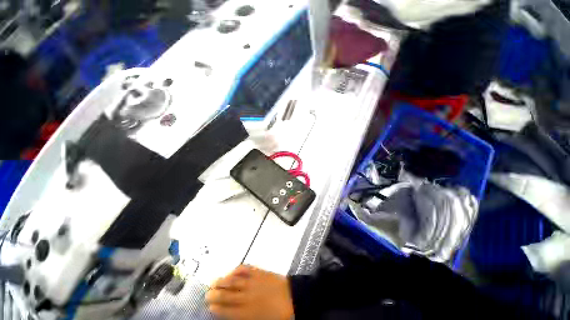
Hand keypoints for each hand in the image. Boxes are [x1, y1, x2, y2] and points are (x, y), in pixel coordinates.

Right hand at [206, 265, 293, 319]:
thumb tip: (230, 314)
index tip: (210, 306)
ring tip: (213, 281)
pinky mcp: (259, 272)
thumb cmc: (276, 314)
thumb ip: (243, 317)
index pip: (226, 310)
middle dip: (215, 294)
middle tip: (207, 293)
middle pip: (227, 295)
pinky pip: (245, 269)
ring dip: (222, 281)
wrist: (291, 297)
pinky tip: (231, 271)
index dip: (217, 308)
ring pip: (234, 281)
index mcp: (246, 313)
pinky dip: (237, 269)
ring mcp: (253, 282)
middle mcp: (247, 297)